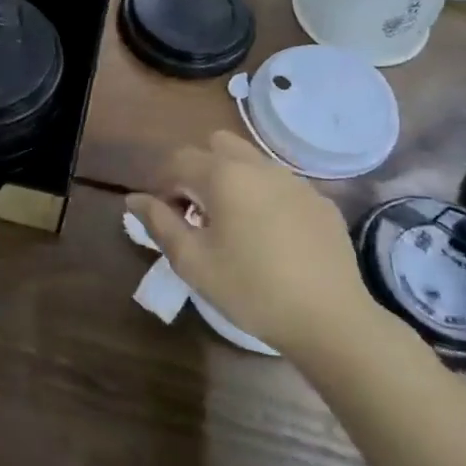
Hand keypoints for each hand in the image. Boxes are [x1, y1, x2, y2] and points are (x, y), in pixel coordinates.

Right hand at [125, 132, 377, 361]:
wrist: (331, 320)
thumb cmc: (251, 289)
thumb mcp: (192, 261)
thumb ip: (158, 223)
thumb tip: (134, 199)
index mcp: (223, 176)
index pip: (178, 160)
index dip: (162, 184)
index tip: (163, 216)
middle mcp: (259, 166)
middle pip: (216, 145)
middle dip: (198, 170)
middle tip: (196, 212)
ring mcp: (295, 181)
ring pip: (251, 161)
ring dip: (231, 180)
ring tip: (231, 224)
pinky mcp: (320, 202)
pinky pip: (280, 184)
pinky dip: (263, 197)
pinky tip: (270, 237)